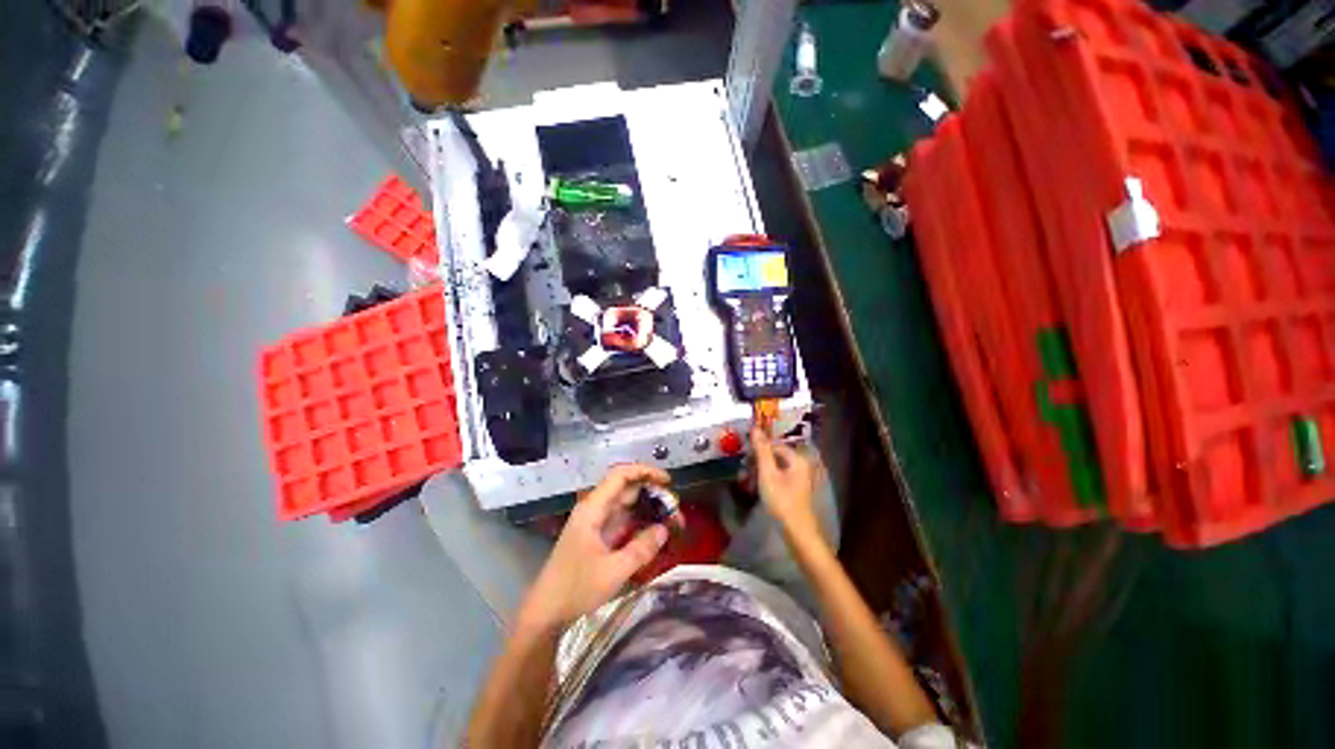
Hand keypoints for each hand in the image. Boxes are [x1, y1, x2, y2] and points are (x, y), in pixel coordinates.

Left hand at [520, 464, 671, 630]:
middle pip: (626, 489)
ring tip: (671, 521)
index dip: (645, 472)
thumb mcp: (613, 571)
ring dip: (648, 509)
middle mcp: (594, 510)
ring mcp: (595, 524)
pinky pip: (622, 522)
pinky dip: (639, 523)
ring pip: (626, 506)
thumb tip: (664, 530)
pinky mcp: (597, 538)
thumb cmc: (575, 589)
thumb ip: (641, 549)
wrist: (545, 614)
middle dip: (652, 494)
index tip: (668, 481)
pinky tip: (655, 533)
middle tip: (675, 509)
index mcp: (593, 509)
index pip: (621, 476)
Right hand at [752, 427, 822, 542]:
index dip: (758, 448)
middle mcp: (800, 465)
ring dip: (760, 471)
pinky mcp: (794, 489)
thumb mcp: (767, 473)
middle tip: (744, 470)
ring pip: (775, 467)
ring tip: (746, 479)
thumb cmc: (781, 500)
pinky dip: (766, 479)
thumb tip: (755, 428)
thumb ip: (761, 450)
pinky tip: (756, 487)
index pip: (774, 445)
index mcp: (797, 459)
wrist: (796, 531)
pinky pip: (778, 477)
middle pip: (775, 455)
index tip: (744, 456)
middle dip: (758, 461)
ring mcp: (798, 478)